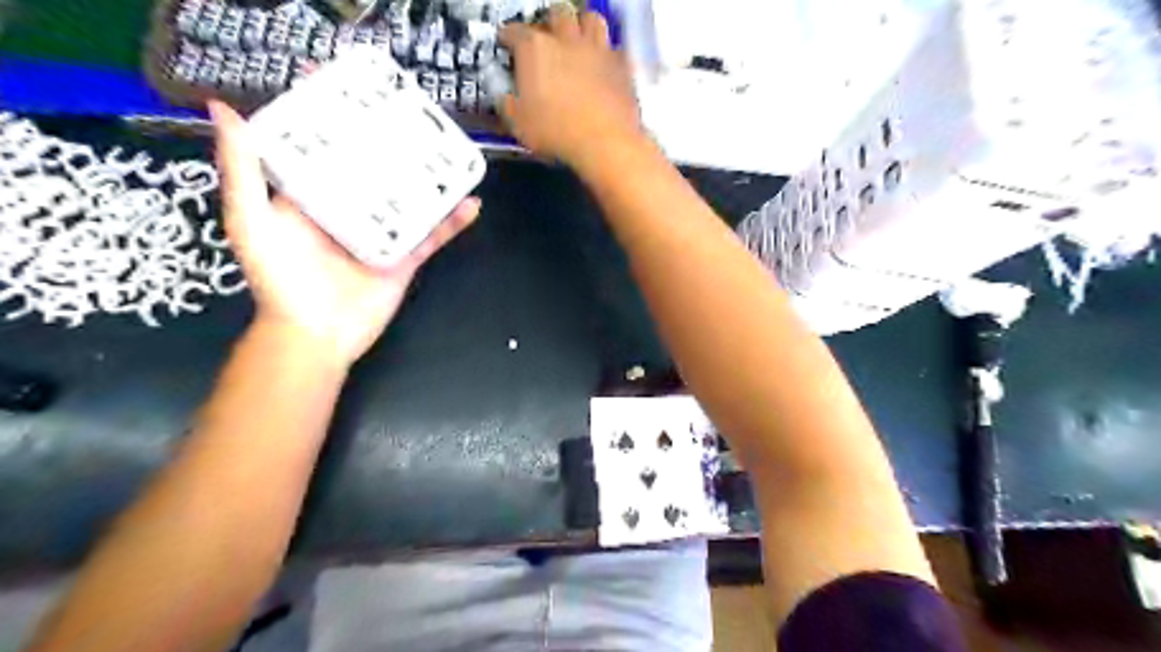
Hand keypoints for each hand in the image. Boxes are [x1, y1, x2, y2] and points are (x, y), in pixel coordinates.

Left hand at [210, 100, 481, 367]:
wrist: (316, 336)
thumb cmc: (280, 279)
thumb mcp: (252, 221)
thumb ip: (242, 171)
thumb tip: (224, 109)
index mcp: (314, 196)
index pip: (328, 149)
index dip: (338, 119)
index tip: (355, 87)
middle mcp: (350, 209)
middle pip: (376, 170)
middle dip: (394, 143)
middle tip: (415, 114)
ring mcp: (382, 234)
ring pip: (410, 199)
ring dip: (431, 179)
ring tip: (451, 153)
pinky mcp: (405, 258)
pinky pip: (433, 236)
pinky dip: (453, 222)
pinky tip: (472, 203)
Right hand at [500, 6, 643, 169]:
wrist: (605, 143)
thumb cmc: (558, 133)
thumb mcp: (518, 124)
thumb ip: (507, 104)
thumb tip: (504, 99)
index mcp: (535, 49)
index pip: (514, 31)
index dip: (507, 36)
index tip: (506, 42)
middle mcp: (567, 40)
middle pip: (557, 14)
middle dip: (549, 21)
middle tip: (545, 35)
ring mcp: (598, 50)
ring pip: (591, 20)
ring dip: (582, 25)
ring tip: (577, 37)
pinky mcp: (622, 67)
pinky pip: (615, 49)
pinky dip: (608, 53)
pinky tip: (604, 63)